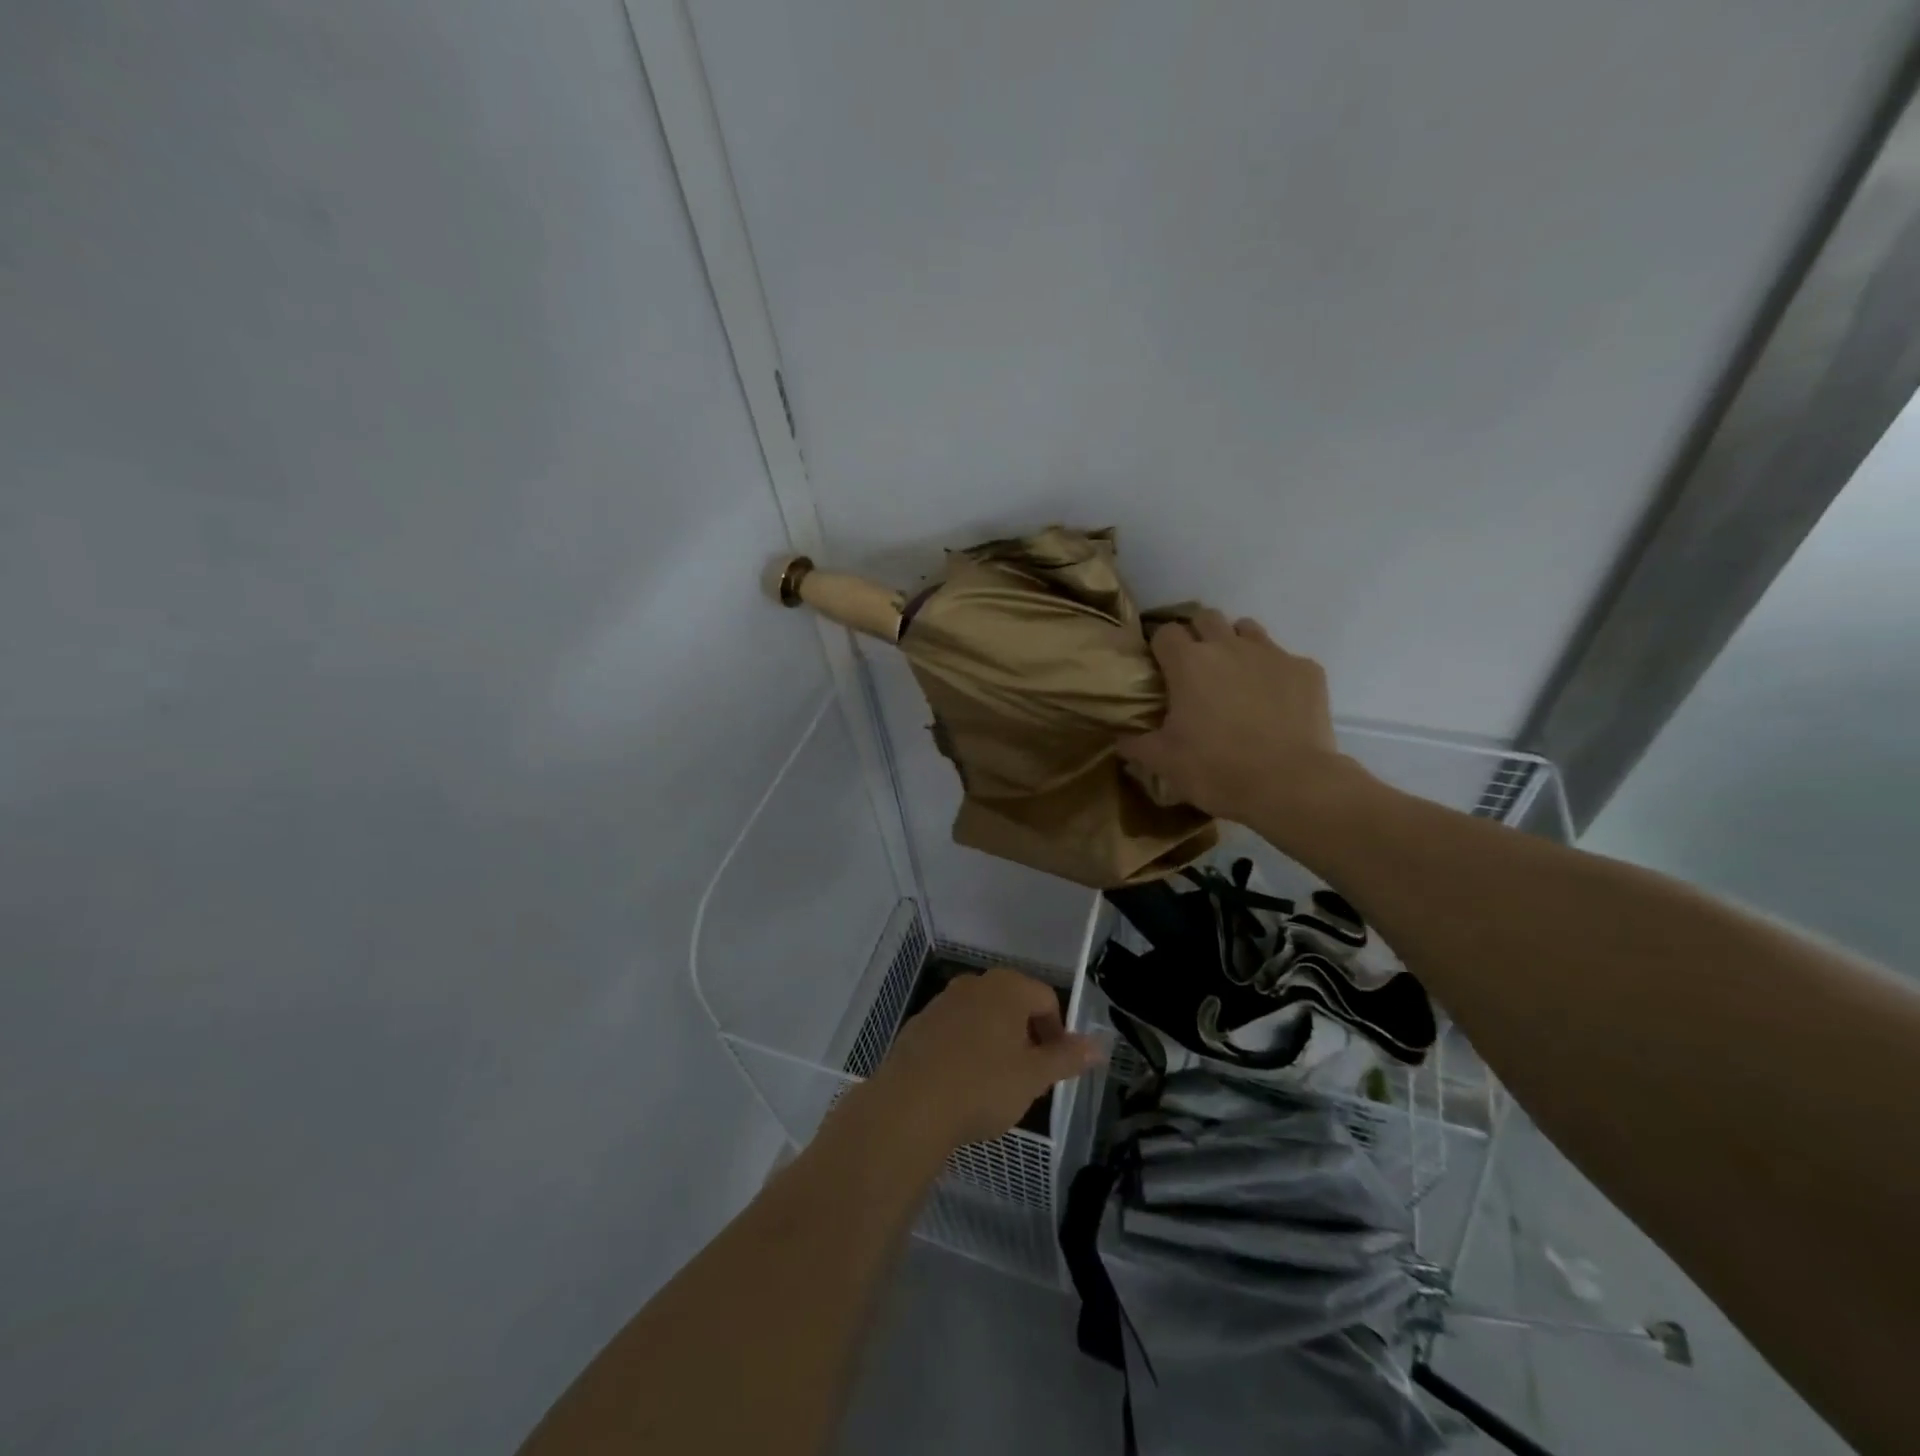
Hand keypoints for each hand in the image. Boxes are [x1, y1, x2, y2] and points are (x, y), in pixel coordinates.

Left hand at [864, 969, 1105, 1153]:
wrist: (909, 1105)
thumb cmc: (982, 1086)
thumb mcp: (1034, 1077)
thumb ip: (1067, 1057)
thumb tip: (1099, 1045)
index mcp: (1006, 988)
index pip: (1046, 998)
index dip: (1058, 1032)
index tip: (1056, 1067)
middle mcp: (973, 985)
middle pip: (1013, 1004)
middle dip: (1026, 1036)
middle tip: (1029, 1077)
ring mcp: (942, 1002)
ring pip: (982, 1018)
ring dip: (995, 1042)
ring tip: (996, 1085)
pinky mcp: (919, 1025)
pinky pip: (954, 1032)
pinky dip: (966, 1050)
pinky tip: (963, 1085)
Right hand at [1120, 609, 1353, 822]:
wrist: (1291, 784)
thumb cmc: (1217, 770)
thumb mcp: (1164, 762)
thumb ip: (1137, 744)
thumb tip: (1119, 739)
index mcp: (1189, 663)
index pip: (1165, 632)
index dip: (1160, 647)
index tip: (1160, 668)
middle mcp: (1229, 646)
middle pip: (1206, 618)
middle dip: (1198, 635)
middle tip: (1196, 669)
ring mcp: (1272, 654)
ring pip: (1247, 629)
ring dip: (1236, 645)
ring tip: (1235, 677)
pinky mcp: (1306, 670)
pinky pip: (1284, 659)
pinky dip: (1274, 673)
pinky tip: (1275, 702)